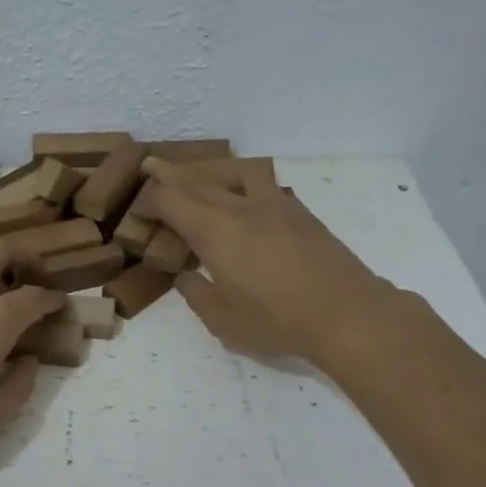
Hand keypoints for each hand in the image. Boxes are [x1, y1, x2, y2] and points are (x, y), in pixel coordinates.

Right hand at [140, 159, 395, 369]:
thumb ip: (197, 295)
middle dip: (171, 173)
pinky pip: (263, 183)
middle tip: (152, 165)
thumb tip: (186, 276)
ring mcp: (275, 205)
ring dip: (211, 168)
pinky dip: (243, 181)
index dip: (150, 200)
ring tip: (200, 175)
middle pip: (199, 179)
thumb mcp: (223, 321)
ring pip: (236, 171)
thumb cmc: (277, 322)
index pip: (172, 200)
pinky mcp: (300, 213)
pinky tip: (243, 197)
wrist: (346, 313)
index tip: (139, 208)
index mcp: (215, 232)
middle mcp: (241, 208)